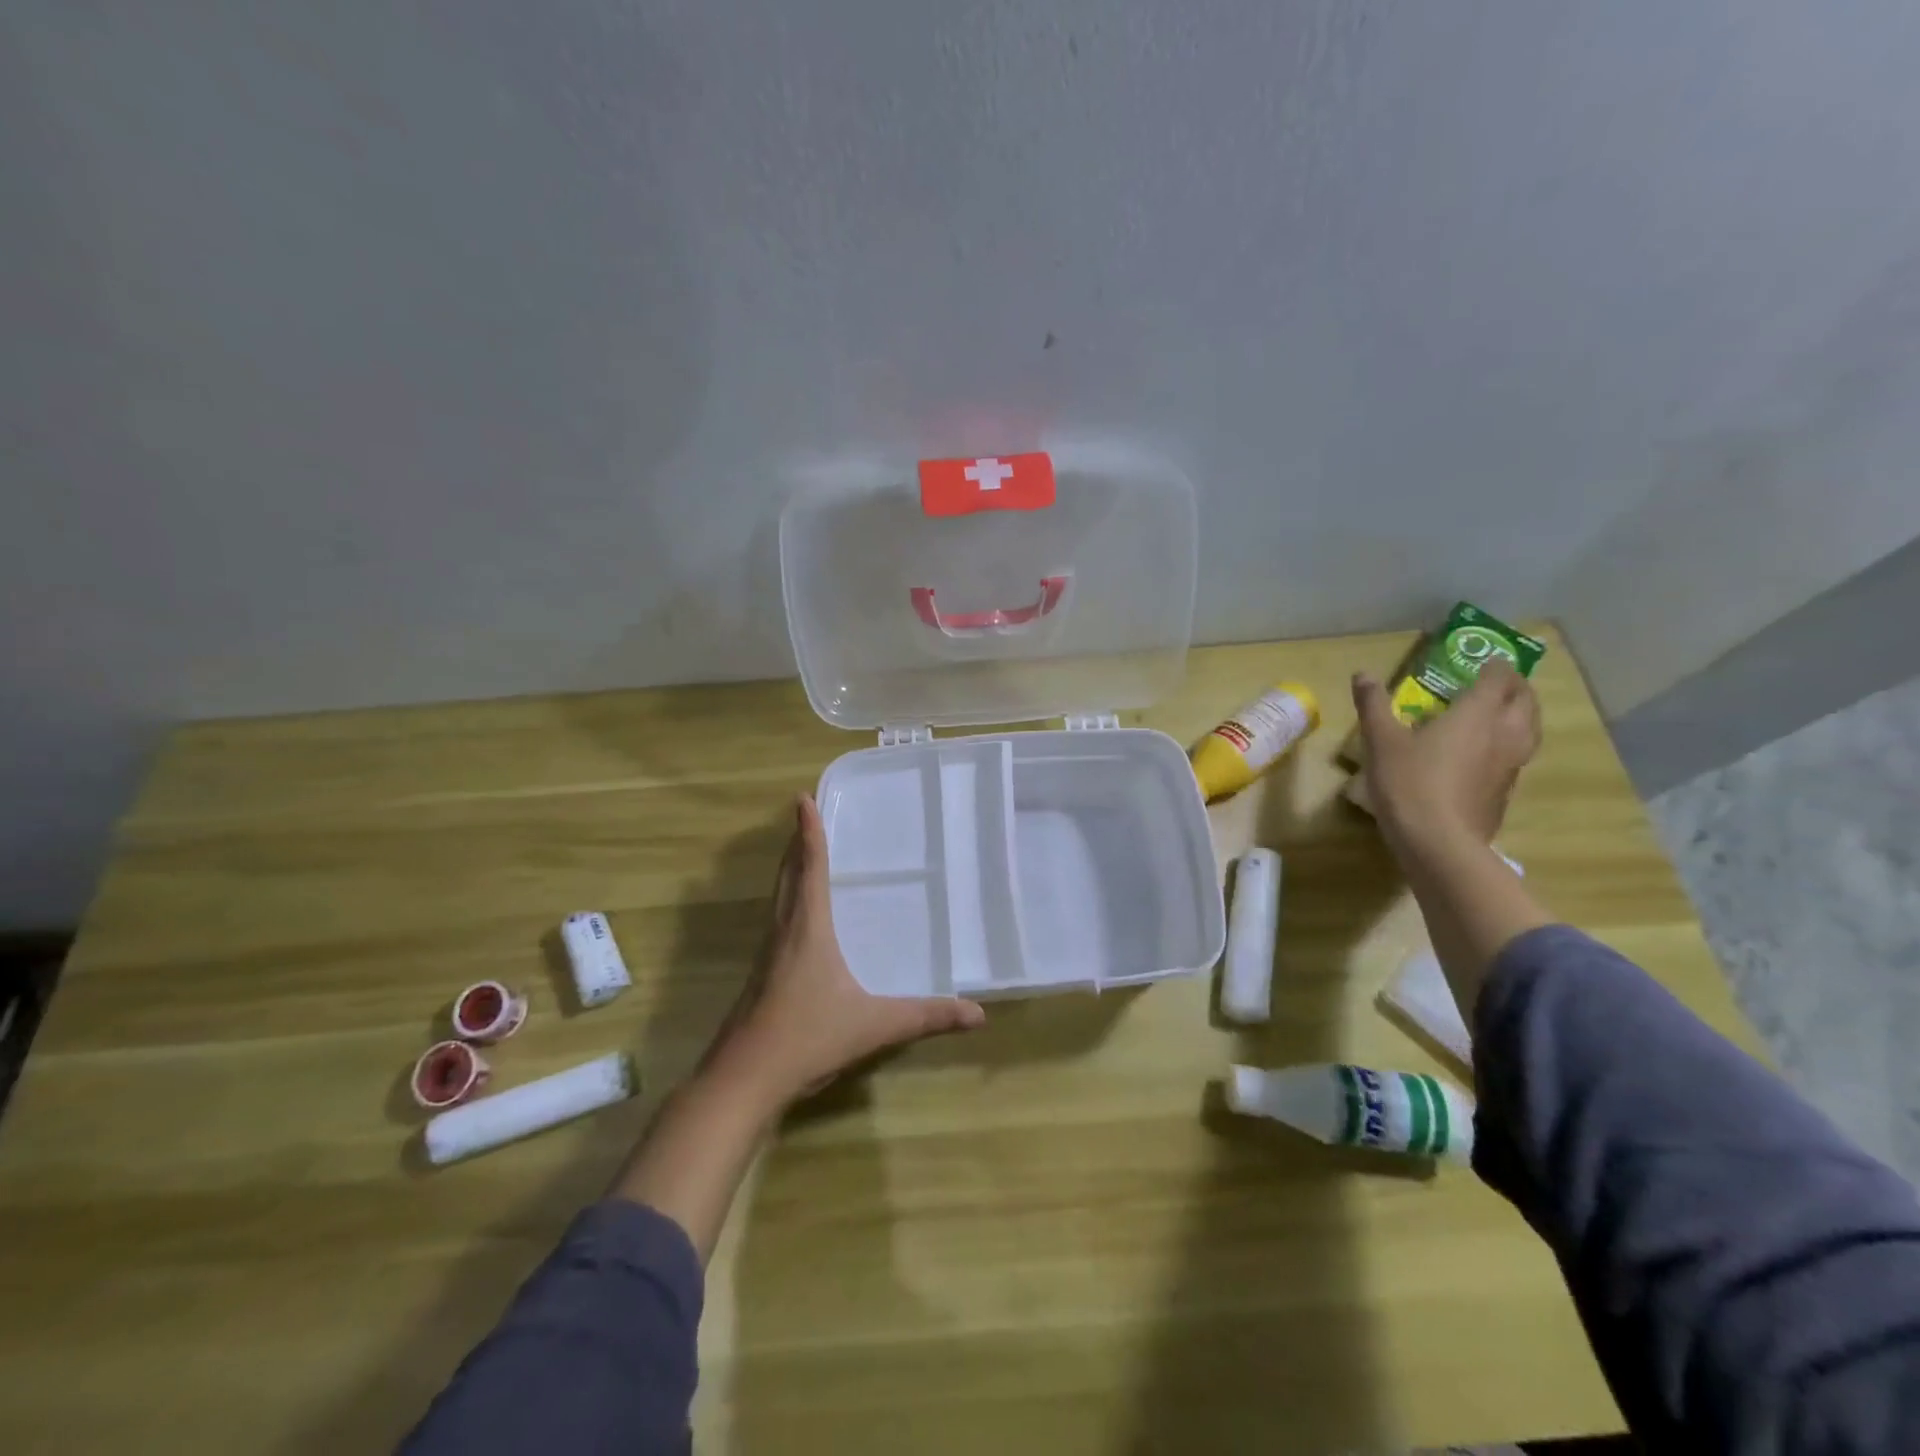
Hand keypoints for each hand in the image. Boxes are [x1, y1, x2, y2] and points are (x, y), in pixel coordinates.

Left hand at [705, 794, 985, 1110]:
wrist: (742, 1079)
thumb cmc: (806, 1039)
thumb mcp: (873, 1026)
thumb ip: (925, 1017)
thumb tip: (978, 1014)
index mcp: (807, 929)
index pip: (810, 868)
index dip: (809, 832)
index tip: (802, 799)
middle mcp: (783, 931)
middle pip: (788, 875)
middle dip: (797, 843)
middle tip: (804, 816)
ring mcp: (768, 953)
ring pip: (778, 897)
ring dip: (789, 869)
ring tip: (801, 852)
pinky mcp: (761, 974)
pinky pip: (776, 919)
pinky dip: (786, 898)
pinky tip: (797, 916)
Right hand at [1353, 658, 1541, 853]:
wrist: (1438, 841)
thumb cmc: (1409, 782)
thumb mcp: (1381, 740)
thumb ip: (1374, 705)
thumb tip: (1363, 673)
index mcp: (1476, 714)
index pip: (1498, 679)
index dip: (1495, 667)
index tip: (1484, 661)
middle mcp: (1503, 734)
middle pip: (1525, 702)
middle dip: (1516, 687)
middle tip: (1499, 683)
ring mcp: (1509, 766)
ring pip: (1530, 730)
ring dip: (1521, 715)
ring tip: (1504, 714)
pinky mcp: (1505, 792)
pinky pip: (1517, 757)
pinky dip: (1510, 745)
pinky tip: (1489, 755)